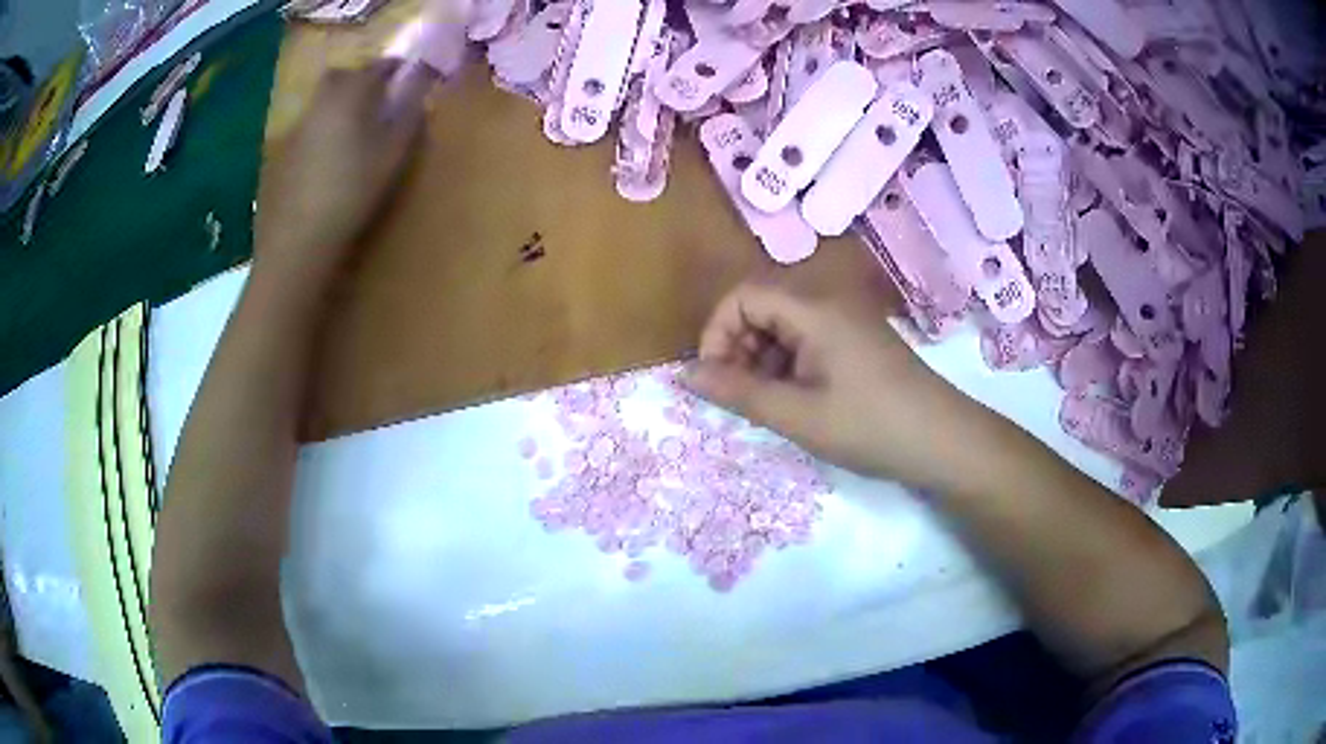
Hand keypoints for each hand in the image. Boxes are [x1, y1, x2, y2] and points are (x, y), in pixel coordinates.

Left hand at [253, 60, 437, 285]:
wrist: (298, 240)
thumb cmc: (352, 193)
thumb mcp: (392, 156)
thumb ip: (409, 117)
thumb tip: (420, 92)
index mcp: (350, 96)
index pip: (377, 66)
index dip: (394, 67)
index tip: (407, 74)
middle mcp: (320, 103)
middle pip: (341, 76)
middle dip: (360, 78)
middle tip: (377, 95)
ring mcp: (296, 128)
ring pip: (321, 101)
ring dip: (339, 103)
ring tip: (354, 125)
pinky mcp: (282, 153)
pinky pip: (307, 126)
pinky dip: (322, 128)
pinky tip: (328, 154)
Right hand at [684, 277, 992, 487]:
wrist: (945, 441)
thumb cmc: (870, 426)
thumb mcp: (797, 416)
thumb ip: (737, 392)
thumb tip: (684, 375)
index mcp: (813, 309)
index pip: (742, 296)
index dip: (717, 333)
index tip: (716, 379)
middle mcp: (828, 303)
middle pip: (762, 307)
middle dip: (737, 348)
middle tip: (742, 397)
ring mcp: (847, 322)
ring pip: (784, 327)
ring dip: (762, 361)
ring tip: (769, 406)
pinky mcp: (859, 343)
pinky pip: (808, 341)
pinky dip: (789, 367)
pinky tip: (798, 403)